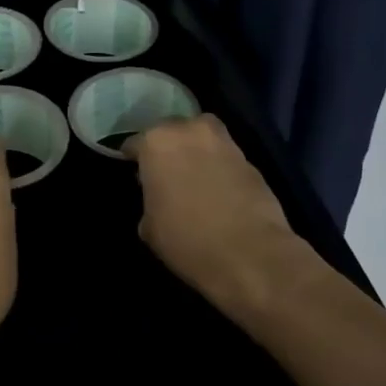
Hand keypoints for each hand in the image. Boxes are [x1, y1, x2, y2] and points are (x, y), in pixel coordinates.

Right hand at [125, 115, 304, 316]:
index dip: (134, 160)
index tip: (135, 174)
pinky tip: (216, 191)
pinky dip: (218, 167)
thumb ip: (149, 200)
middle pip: (172, 132)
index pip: (135, 143)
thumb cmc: (187, 239)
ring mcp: (224, 142)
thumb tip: (159, 198)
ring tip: (192, 179)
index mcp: (157, 142)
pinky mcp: (251, 160)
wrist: (251, 254)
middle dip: (168, 149)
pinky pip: (224, 157)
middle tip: (165, 174)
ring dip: (195, 153)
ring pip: (202, 139)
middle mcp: (190, 130)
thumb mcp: (150, 227)